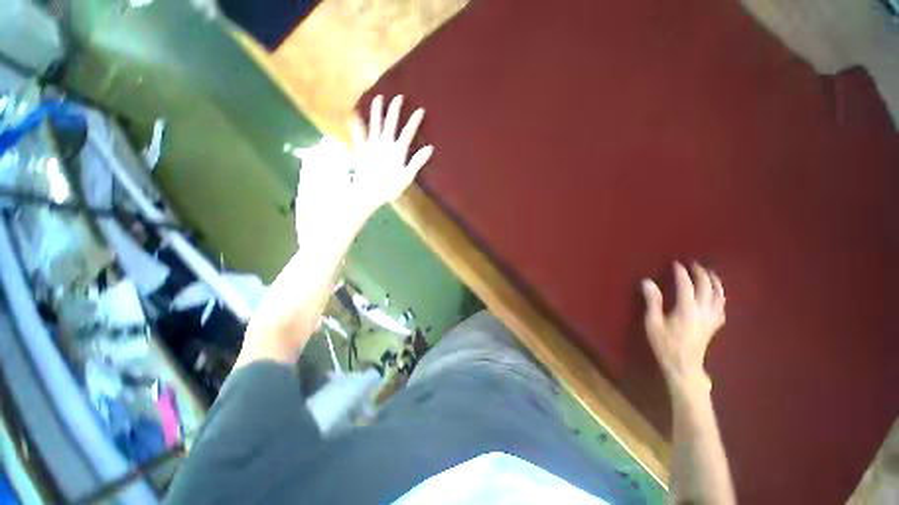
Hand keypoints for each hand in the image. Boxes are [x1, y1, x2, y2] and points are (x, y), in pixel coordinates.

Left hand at [294, 95, 432, 242]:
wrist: (367, 193)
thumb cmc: (389, 187)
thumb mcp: (407, 177)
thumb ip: (417, 161)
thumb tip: (430, 148)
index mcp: (398, 151)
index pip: (408, 132)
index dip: (414, 120)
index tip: (420, 109)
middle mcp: (385, 143)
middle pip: (391, 123)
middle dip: (395, 109)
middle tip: (398, 97)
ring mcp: (371, 144)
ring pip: (375, 123)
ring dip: (377, 110)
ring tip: (378, 97)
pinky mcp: (361, 148)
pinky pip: (358, 133)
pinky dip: (356, 123)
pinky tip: (354, 114)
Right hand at [642, 262, 725, 395]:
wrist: (683, 366)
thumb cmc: (665, 344)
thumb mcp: (652, 323)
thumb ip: (652, 301)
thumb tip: (647, 281)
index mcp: (686, 310)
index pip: (686, 285)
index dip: (681, 273)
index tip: (676, 263)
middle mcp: (703, 311)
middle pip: (706, 288)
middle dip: (701, 274)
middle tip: (694, 264)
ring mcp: (711, 319)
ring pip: (719, 296)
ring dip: (715, 283)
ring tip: (710, 274)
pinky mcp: (714, 326)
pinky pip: (722, 307)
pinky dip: (720, 297)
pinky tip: (717, 295)